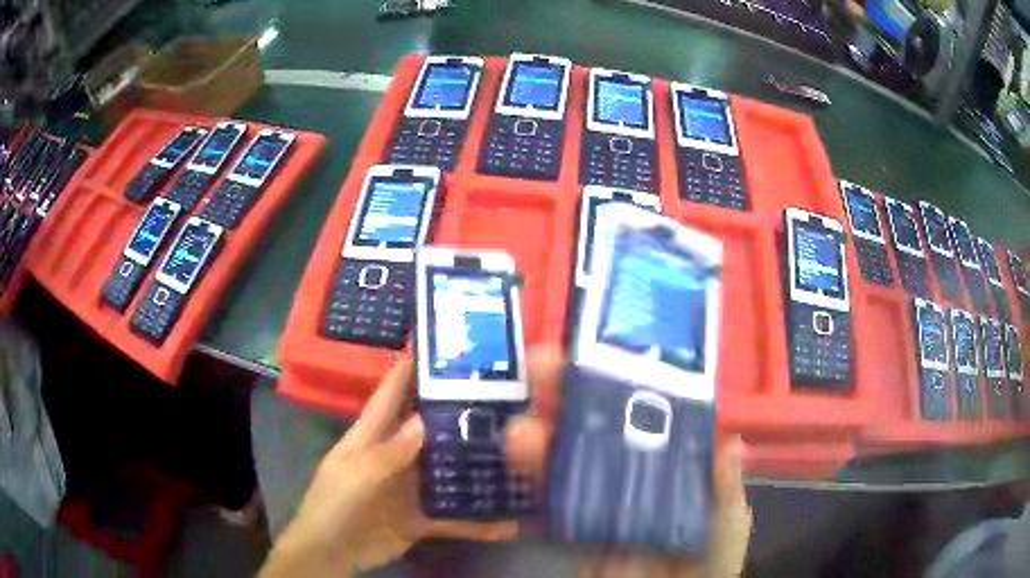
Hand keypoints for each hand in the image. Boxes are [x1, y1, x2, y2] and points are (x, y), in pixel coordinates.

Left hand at [260, 360, 515, 577]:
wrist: (332, 553)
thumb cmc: (335, 505)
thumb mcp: (358, 474)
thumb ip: (391, 452)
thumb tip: (424, 420)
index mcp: (371, 436)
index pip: (391, 394)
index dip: (409, 369)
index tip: (439, 347)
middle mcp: (394, 455)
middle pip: (427, 428)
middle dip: (454, 412)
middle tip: (498, 395)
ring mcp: (409, 486)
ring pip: (444, 470)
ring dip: (472, 464)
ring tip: (514, 450)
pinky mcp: (421, 516)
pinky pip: (452, 516)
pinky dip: (476, 521)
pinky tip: (509, 521)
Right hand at [506, 349, 752, 577]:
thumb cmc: (709, 560)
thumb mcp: (726, 519)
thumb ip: (725, 486)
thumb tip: (731, 441)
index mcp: (668, 461)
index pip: (645, 414)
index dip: (625, 383)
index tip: (603, 354)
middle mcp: (630, 472)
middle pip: (596, 427)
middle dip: (570, 394)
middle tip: (544, 365)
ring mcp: (598, 499)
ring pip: (567, 458)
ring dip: (543, 434)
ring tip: (524, 418)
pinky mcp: (573, 527)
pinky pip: (551, 500)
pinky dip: (534, 477)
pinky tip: (518, 455)